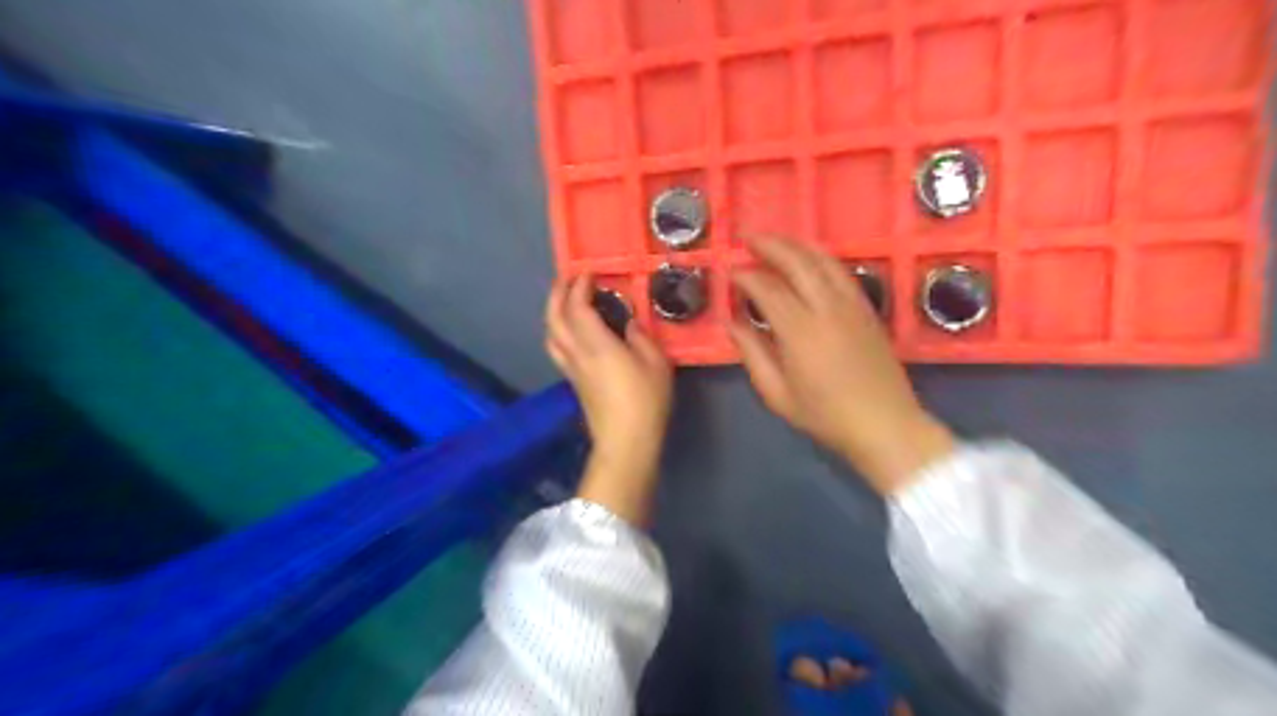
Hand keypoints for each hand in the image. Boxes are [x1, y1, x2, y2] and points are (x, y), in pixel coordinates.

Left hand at [544, 272, 672, 519]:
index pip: (577, 307)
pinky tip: (573, 331)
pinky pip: (557, 348)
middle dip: (557, 294)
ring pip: (550, 334)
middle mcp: (576, 353)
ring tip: (566, 302)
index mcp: (596, 344)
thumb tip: (628, 324)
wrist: (625, 442)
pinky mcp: (574, 382)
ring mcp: (571, 369)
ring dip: (553, 312)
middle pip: (554, 318)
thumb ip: (640, 337)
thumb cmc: (645, 401)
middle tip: (568, 279)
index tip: (588, 272)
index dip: (579, 286)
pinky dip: (559, 330)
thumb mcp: (655, 363)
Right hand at [727, 236, 956, 495]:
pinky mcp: (867, 308)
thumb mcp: (778, 394)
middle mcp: (827, 308)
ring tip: (774, 239)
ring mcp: (852, 304)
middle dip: (769, 244)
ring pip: (822, 260)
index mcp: (800, 331)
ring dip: (795, 244)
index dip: (745, 275)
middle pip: (797, 261)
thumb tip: (731, 322)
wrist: (886, 425)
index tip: (730, 271)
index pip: (767, 288)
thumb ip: (752, 354)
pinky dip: (820, 257)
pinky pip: (841, 271)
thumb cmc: (826, 416)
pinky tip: (808, 258)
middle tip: (746, 236)